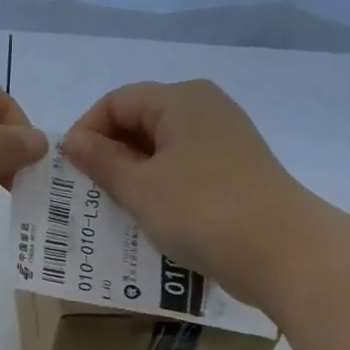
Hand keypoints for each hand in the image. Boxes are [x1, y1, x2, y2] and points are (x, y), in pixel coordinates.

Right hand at [62, 79, 309, 292]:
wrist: (279, 250)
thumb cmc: (199, 209)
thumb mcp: (139, 187)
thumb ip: (101, 160)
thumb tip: (73, 140)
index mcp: (181, 99)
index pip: (117, 101)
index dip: (87, 130)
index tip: (70, 170)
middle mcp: (205, 109)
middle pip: (141, 121)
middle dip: (109, 154)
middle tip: (86, 193)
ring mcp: (225, 141)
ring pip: (163, 150)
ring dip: (133, 175)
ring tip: (112, 209)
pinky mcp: (235, 173)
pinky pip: (184, 171)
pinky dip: (160, 188)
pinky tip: (149, 218)